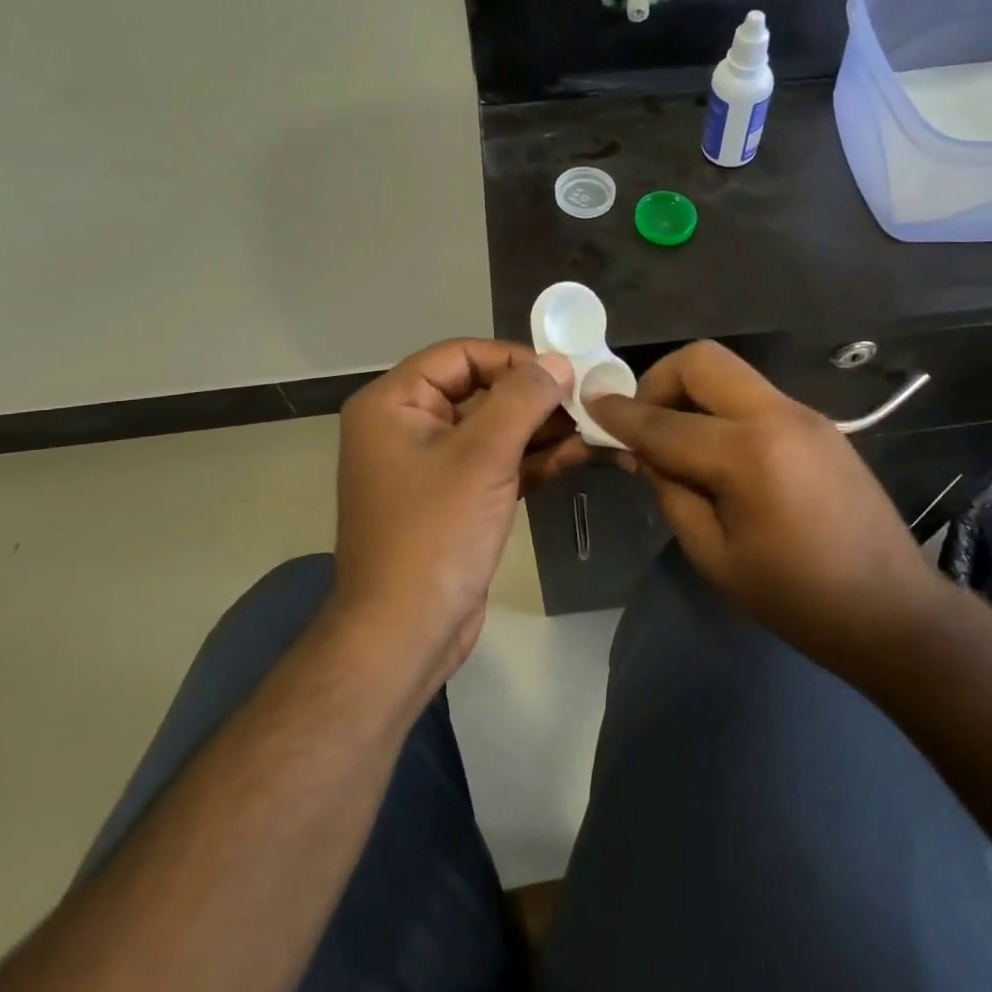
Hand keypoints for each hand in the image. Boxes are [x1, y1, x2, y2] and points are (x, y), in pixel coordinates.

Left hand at [332, 340, 584, 683]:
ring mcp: (433, 465)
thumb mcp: (482, 457)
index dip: (514, 357)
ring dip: (543, 428)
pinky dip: (535, 458)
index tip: (566, 369)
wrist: (404, 636)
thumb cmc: (434, 535)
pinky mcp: (457, 499)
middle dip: (536, 396)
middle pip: (481, 390)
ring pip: (495, 429)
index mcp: (394, 404)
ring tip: (596, 425)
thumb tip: (558, 361)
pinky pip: (498, 462)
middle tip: (590, 398)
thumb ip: (523, 400)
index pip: (461, 355)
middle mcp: (408, 426)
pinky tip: (581, 453)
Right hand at [586, 341, 937, 651]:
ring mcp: (804, 414)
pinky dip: (722, 409)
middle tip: (645, 424)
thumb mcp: (714, 555)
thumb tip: (641, 450)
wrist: (894, 611)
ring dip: (692, 394)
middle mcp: (777, 416)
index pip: (664, 422)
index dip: (620, 414)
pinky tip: (719, 453)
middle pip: (702, 360)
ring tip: (679, 442)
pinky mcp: (819, 424)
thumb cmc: (796, 598)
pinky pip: (754, 397)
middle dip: (659, 381)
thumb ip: (671, 490)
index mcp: (748, 454)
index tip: (591, 405)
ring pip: (730, 372)